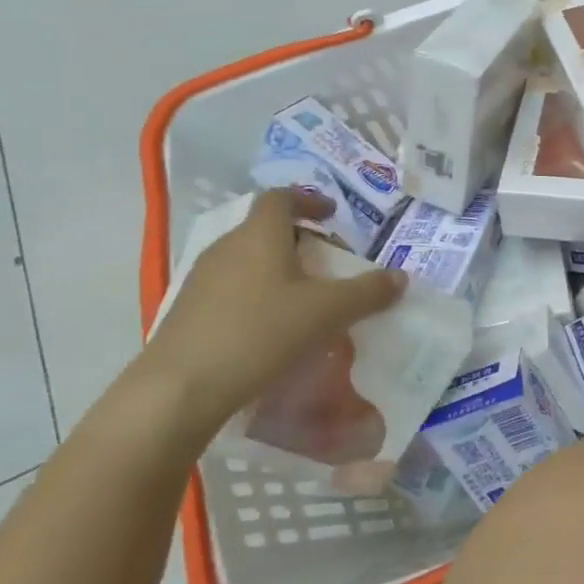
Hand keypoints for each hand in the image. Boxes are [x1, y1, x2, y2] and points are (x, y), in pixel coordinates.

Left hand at [141, 190, 405, 435]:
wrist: (182, 386)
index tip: (332, 215)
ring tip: (304, 297)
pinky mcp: (188, 310)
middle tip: (327, 262)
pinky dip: (257, 294)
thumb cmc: (261, 332)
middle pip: (265, 228)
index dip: (309, 200)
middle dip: (299, 239)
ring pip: (248, 259)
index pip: (282, 197)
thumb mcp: (327, 311)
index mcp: (260, 234)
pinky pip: (232, 288)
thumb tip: (400, 277)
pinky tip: (271, 327)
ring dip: (277, 268)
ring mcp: (202, 278)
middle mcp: (228, 246)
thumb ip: (367, 292)